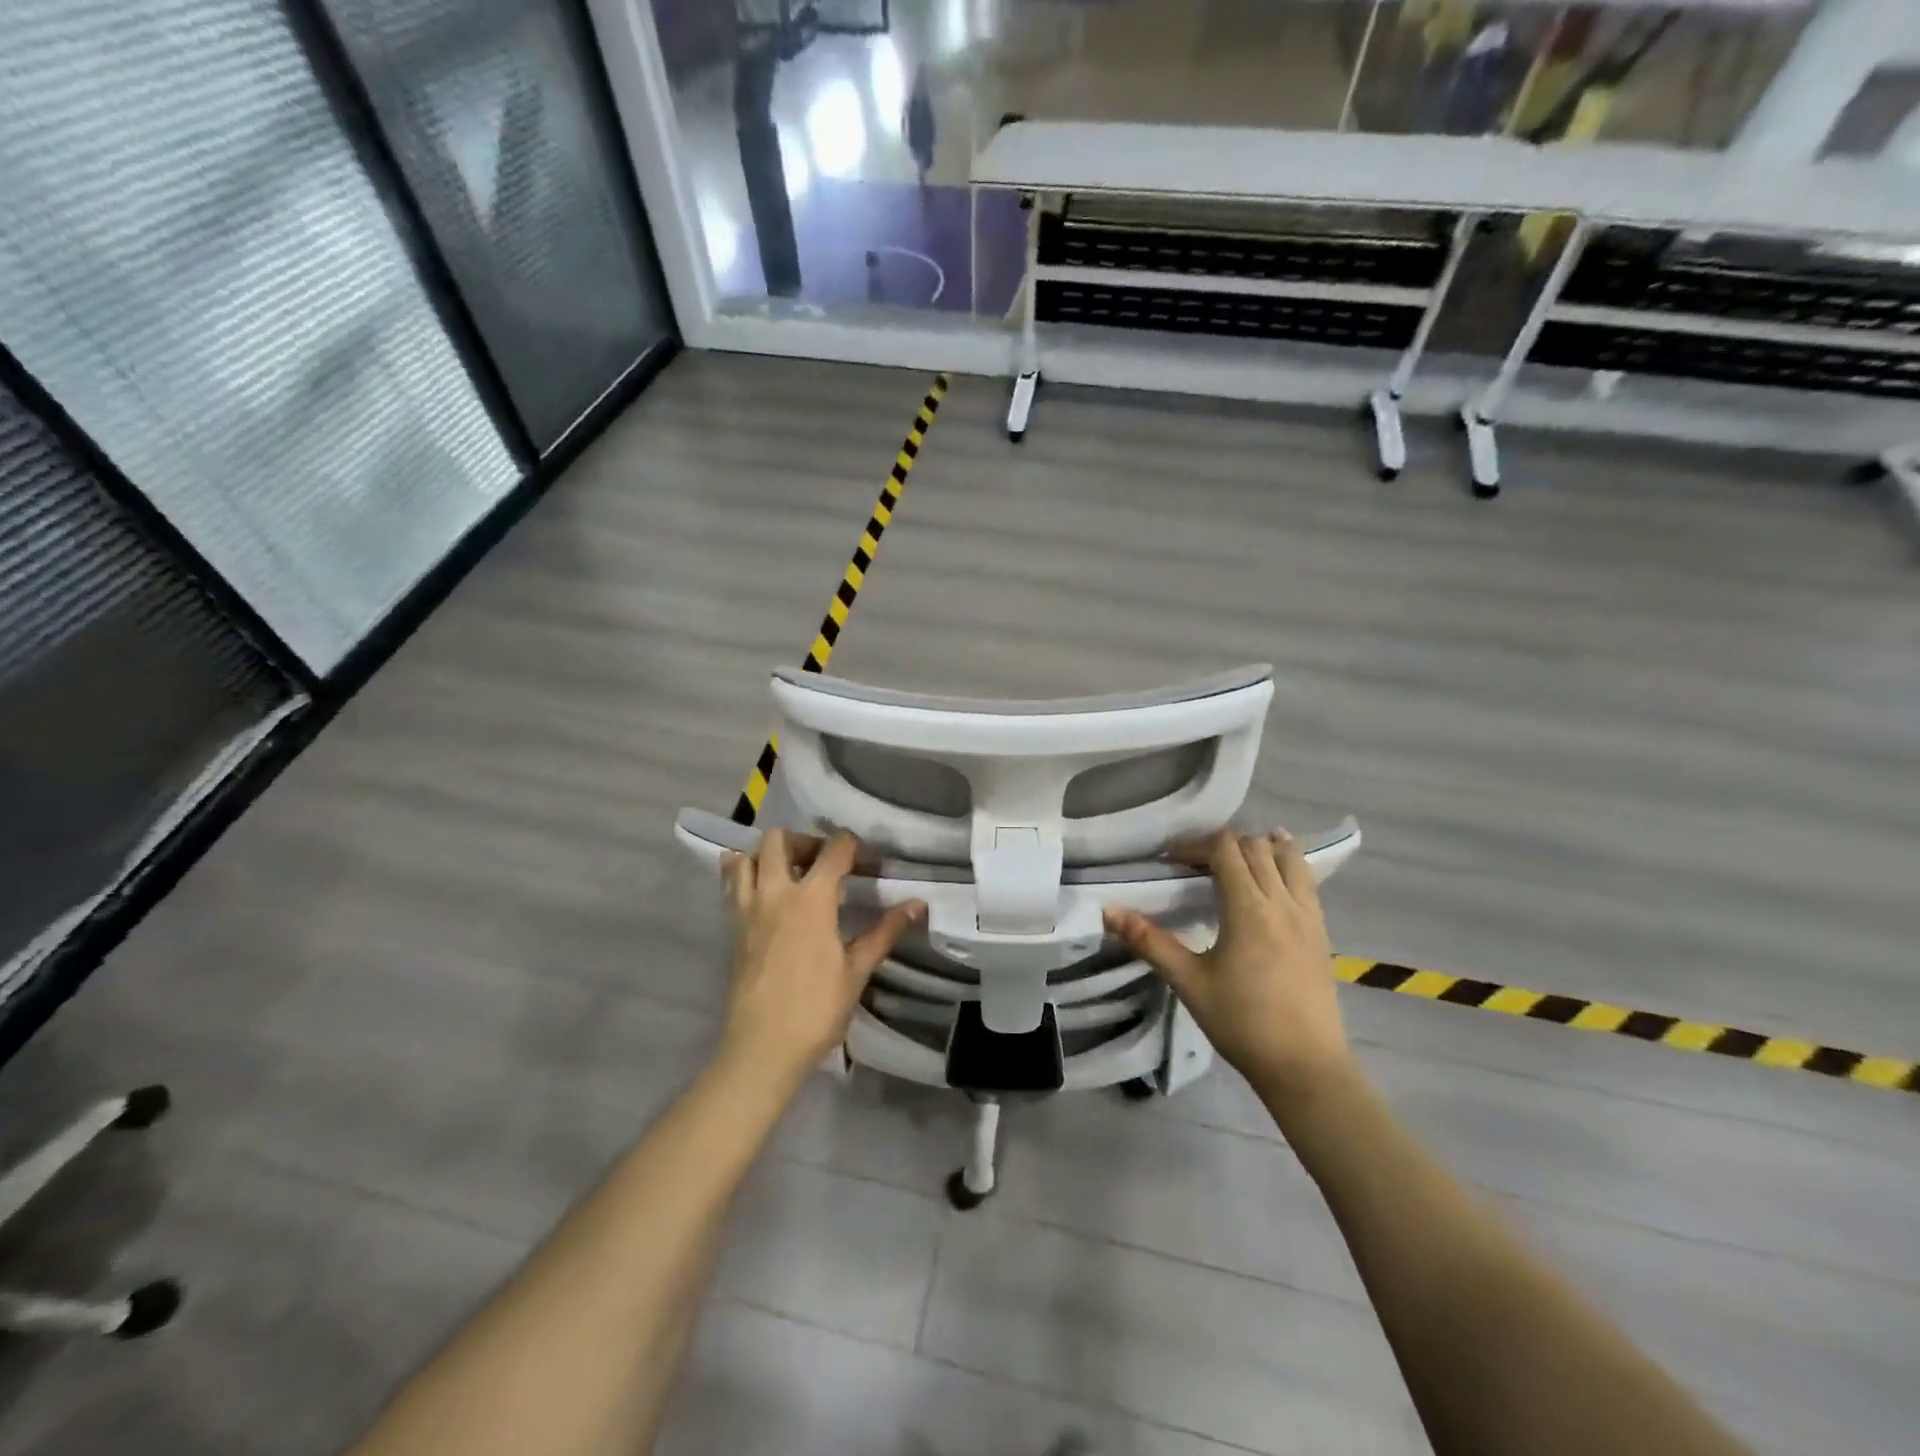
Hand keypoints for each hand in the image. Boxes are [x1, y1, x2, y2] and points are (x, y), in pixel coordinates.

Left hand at [718, 829, 925, 1087]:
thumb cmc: (816, 1009)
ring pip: (745, 857)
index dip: (853, 846)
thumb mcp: (857, 970)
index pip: (833, 850)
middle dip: (804, 841)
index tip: (866, 862)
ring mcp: (747, 909)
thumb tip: (918, 905)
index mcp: (811, 899)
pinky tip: (766, 895)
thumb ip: (885, 931)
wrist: (762, 1048)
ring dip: (766, 855)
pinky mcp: (733, 928)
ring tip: (788, 874)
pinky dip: (744, 876)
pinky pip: (732, 886)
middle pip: (778, 839)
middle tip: (822, 863)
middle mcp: (775, 893)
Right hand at [1105, 829, 1351, 1109]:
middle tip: (1196, 865)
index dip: (1196, 845)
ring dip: (1262, 847)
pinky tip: (1274, 875)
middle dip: (1223, 844)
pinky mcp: (1322, 931)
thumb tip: (1109, 912)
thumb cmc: (1242, 1023)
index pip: (1225, 849)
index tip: (1172, 862)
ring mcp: (1309, 914)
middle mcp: (1282, 901)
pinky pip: (1307, 879)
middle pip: (1256, 846)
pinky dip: (1288, 864)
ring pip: (1289, 856)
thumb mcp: (1189, 982)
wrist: (1305, 1066)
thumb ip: (1149, 942)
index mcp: (1248, 909)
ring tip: (1237, 859)